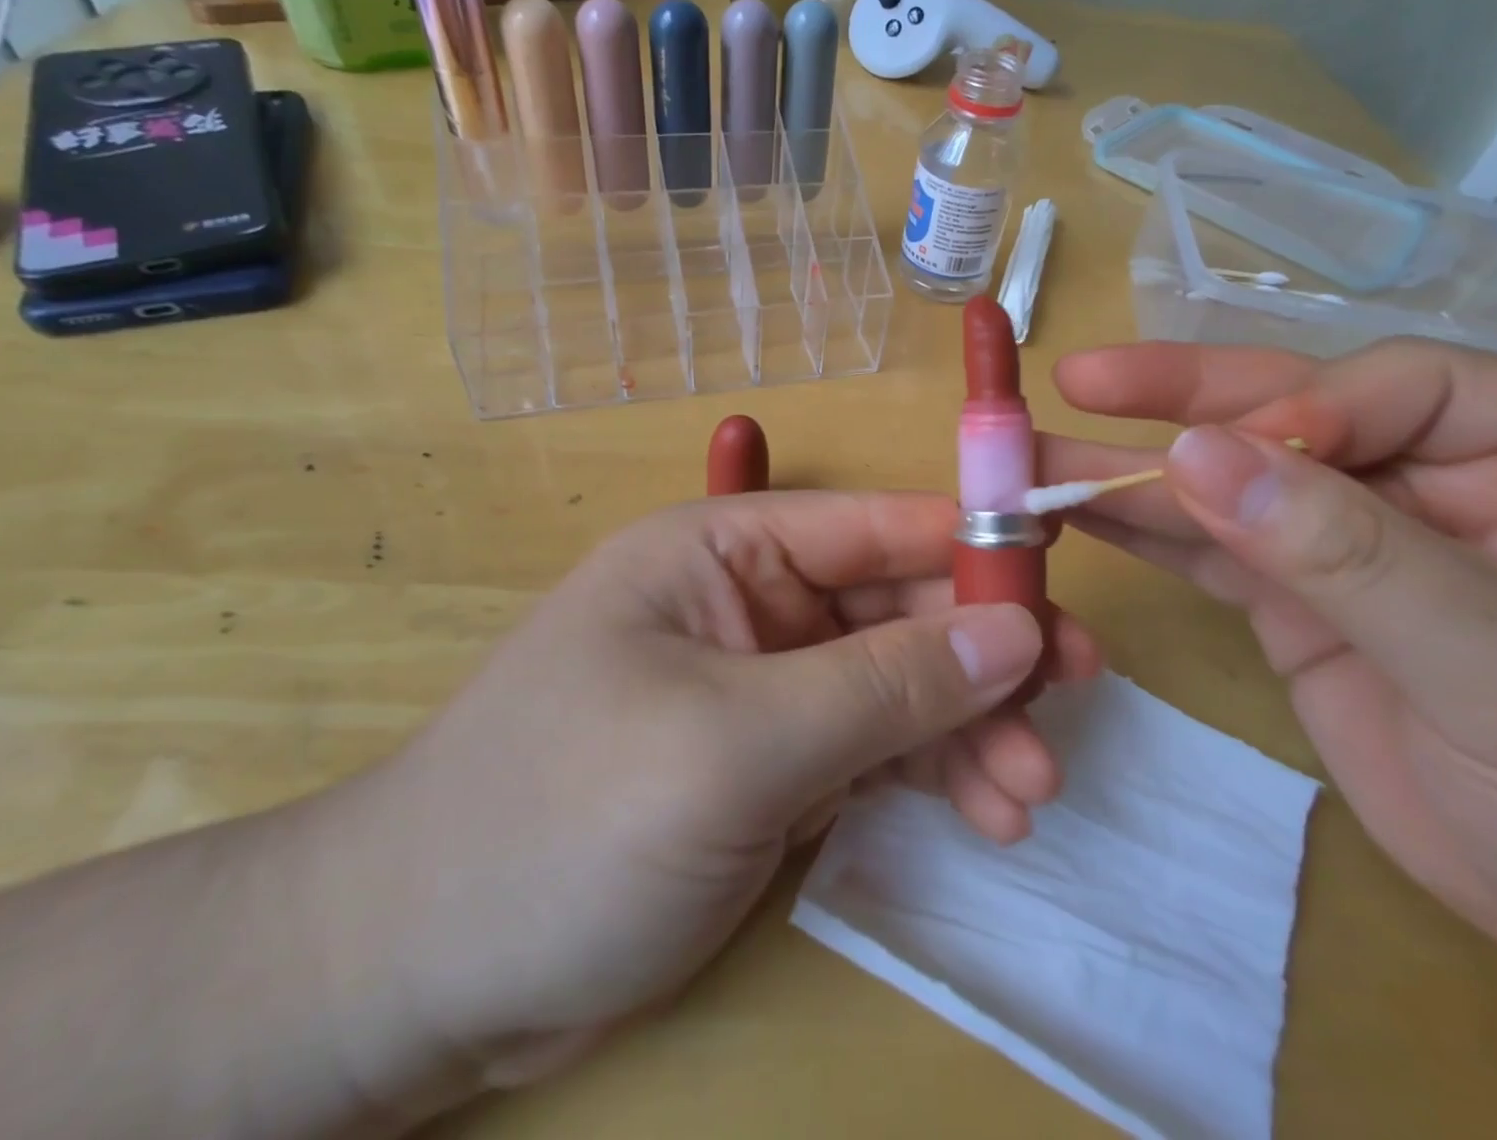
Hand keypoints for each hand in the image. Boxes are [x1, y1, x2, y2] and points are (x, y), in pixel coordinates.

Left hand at [306, 491, 1098, 1098]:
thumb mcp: (738, 742)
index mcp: (725, 550)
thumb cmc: (566, 817)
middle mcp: (751, 603)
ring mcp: (764, 687)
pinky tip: (984, 814)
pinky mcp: (771, 765)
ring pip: (897, 685)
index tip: (1061, 585)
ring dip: (968, 729)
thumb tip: (1013, 633)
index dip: (969, 547)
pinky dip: (931, 776)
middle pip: (895, 609)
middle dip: (982, 658)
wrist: (422, 970)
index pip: (872, 527)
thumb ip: (883, 686)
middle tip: (1073, 703)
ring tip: (1030, 791)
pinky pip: (875, 750)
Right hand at [1039, 339, 1496, 1135]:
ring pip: (1231, 480)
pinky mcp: (1299, 592)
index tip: (1207, 459)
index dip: (1294, 412)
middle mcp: (1439, 472)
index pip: (1395, 386)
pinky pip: (1210, 545)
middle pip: (1288, 411)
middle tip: (1077, 379)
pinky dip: (1142, 529)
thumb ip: (1348, 554)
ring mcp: (1356, 534)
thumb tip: (1195, 455)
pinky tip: (1074, 511)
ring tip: (1035, 455)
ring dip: (1132, 470)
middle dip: (1176, 401)